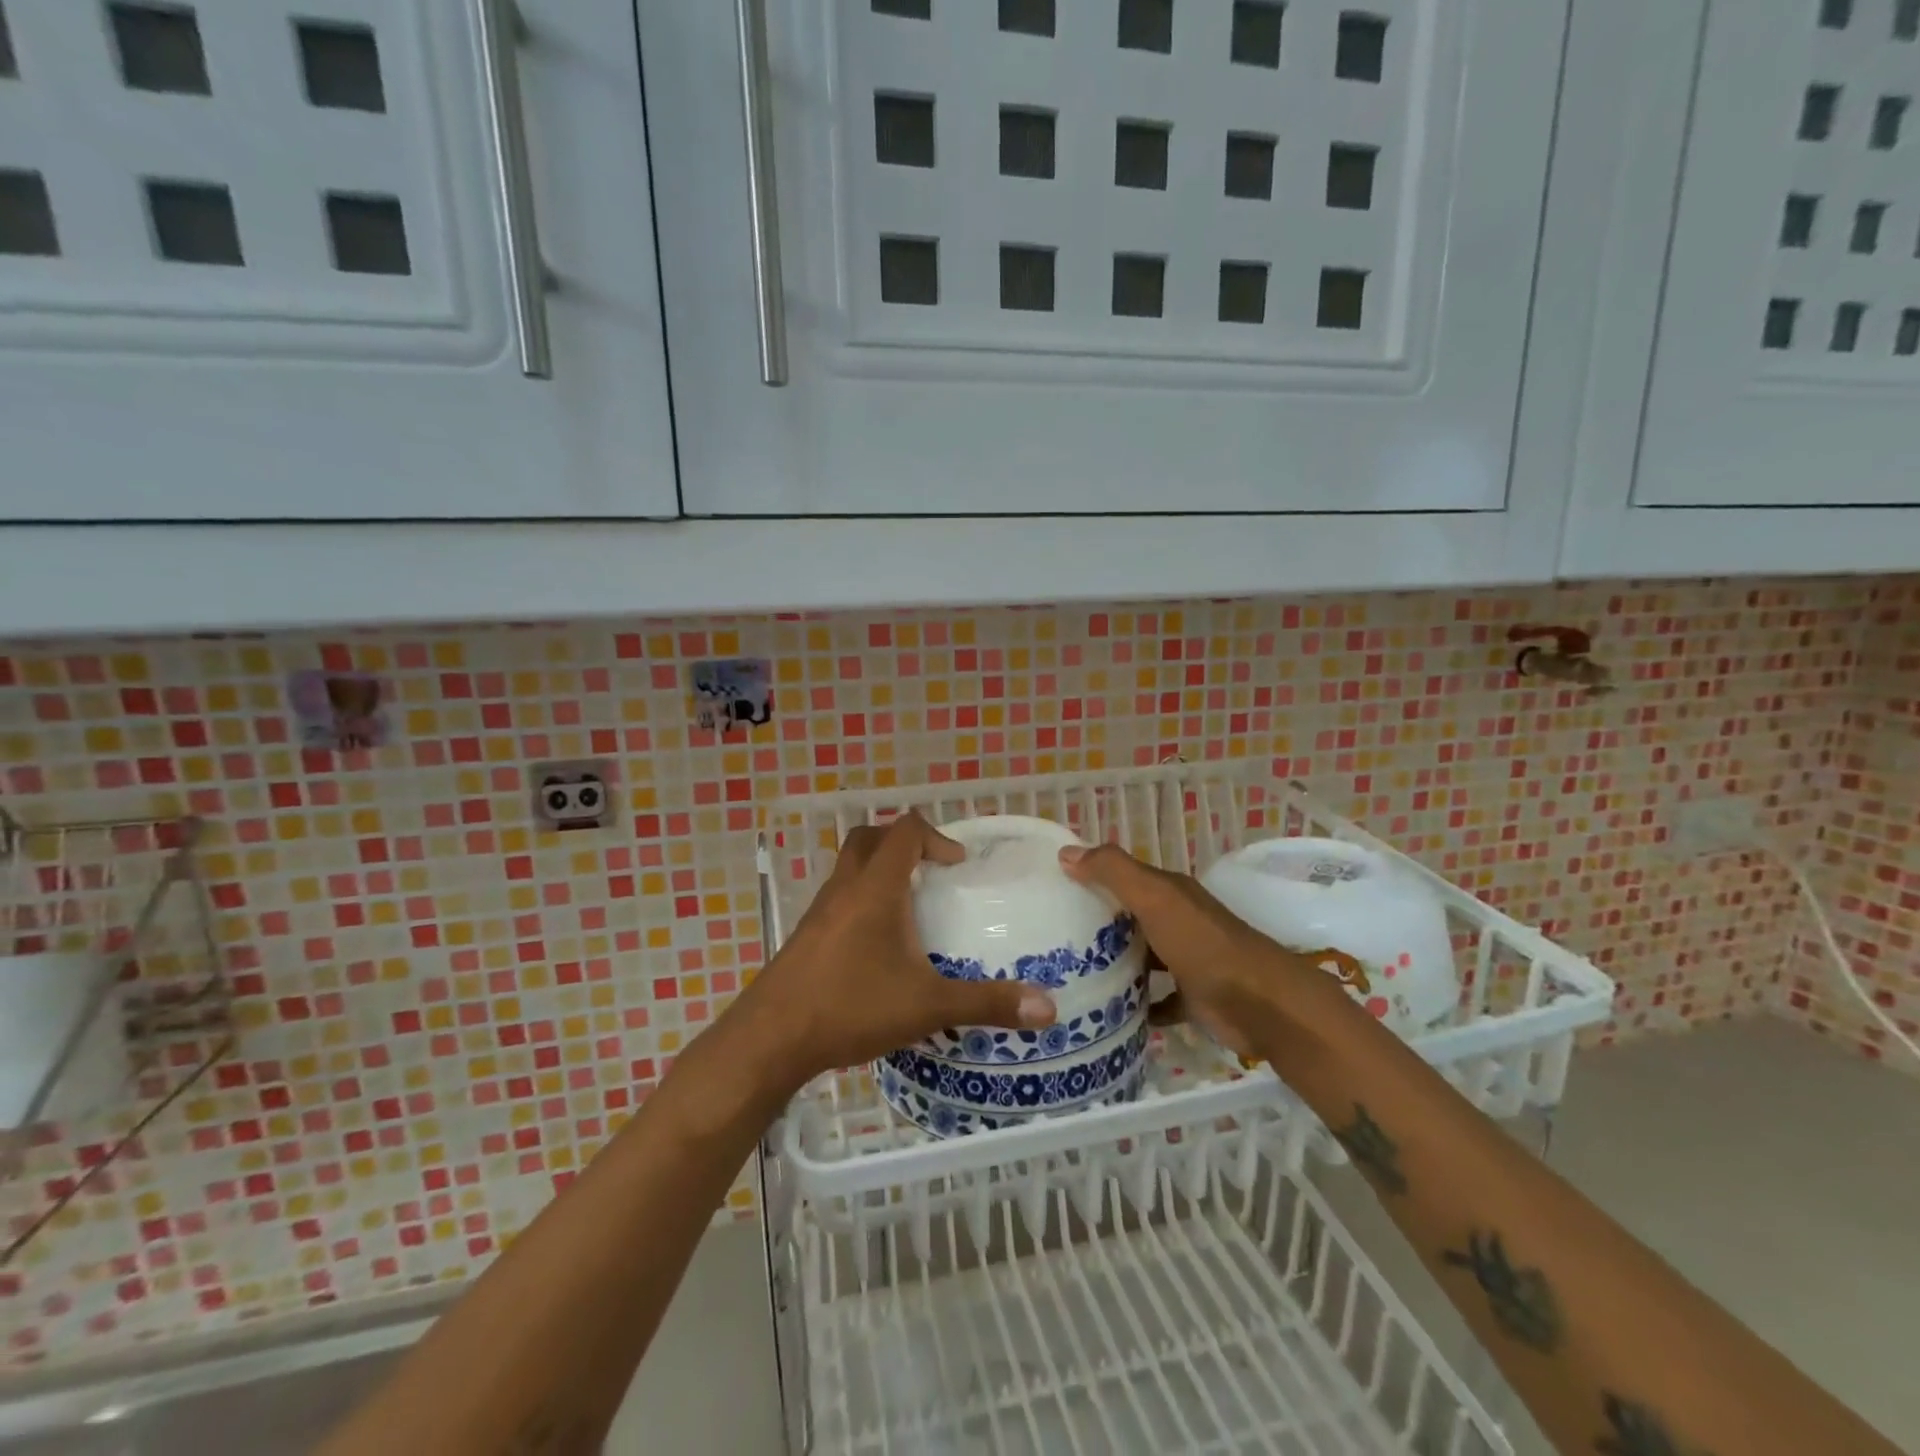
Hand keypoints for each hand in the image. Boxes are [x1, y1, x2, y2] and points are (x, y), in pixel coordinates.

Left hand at [742, 813, 1056, 1087]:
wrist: (771, 1038)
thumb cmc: (851, 1006)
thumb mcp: (927, 1005)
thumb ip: (987, 1003)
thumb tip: (1048, 1008)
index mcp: (876, 888)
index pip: (904, 831)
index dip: (935, 836)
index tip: (957, 867)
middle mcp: (844, 888)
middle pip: (869, 839)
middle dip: (902, 845)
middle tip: (931, 873)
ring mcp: (819, 912)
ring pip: (849, 869)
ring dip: (879, 873)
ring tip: (910, 911)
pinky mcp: (805, 937)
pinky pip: (838, 900)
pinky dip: (861, 903)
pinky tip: (878, 948)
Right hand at [1058, 843, 1345, 1057]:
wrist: (1261, 1004)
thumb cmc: (1203, 945)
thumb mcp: (1155, 898)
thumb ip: (1114, 872)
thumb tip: (1066, 852)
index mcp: (1169, 893)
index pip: (1122, 876)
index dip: (1090, 877)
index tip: (1049, 889)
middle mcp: (1177, 921)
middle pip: (1130, 917)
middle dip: (1096, 923)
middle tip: (1049, 937)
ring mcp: (1186, 960)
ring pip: (1142, 956)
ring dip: (1114, 963)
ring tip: (1069, 975)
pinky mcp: (1192, 998)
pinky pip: (1157, 999)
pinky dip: (1137, 1004)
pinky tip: (1108, 1013)